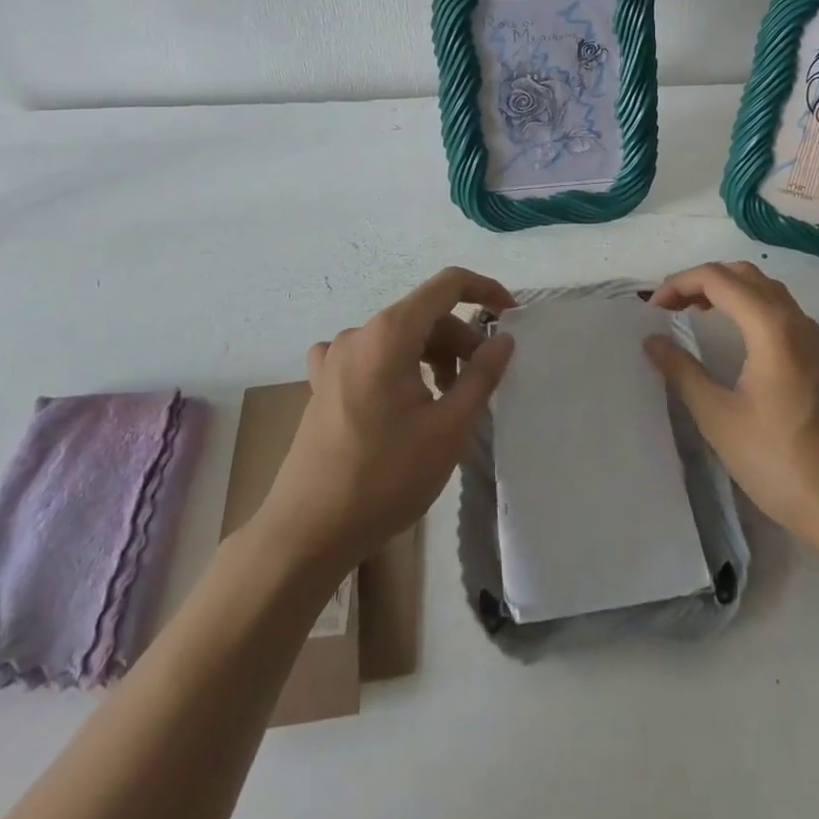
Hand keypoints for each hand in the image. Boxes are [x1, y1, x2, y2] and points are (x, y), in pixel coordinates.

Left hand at [257, 267, 516, 576]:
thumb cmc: (385, 477)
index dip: (485, 290)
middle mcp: (359, 333)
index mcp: (390, 333)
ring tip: (445, 402)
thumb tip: (503, 339)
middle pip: (424, 316)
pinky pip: (370, 357)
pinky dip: (397, 367)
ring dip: (432, 357)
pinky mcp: (322, 384)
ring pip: (399, 338)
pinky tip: (399, 398)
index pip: (447, 285)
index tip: (511, 316)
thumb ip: (481, 375)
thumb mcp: (449, 428)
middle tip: (480, 384)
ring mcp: (335, 358)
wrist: (307, 532)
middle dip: (460, 340)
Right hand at [645, 261, 818, 553]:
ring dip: (727, 289)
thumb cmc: (779, 461)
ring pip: (764, 288)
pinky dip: (748, 304)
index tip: (652, 311)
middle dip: (702, 280)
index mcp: (771, 327)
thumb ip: (683, 372)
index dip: (679, 284)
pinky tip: (732, 333)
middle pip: (743, 274)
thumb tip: (652, 340)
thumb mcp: (719, 418)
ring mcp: (812, 336)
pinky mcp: (818, 355)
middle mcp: (795, 320)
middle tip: (669, 306)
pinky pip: (779, 308)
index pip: (718, 279)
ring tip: (693, 312)